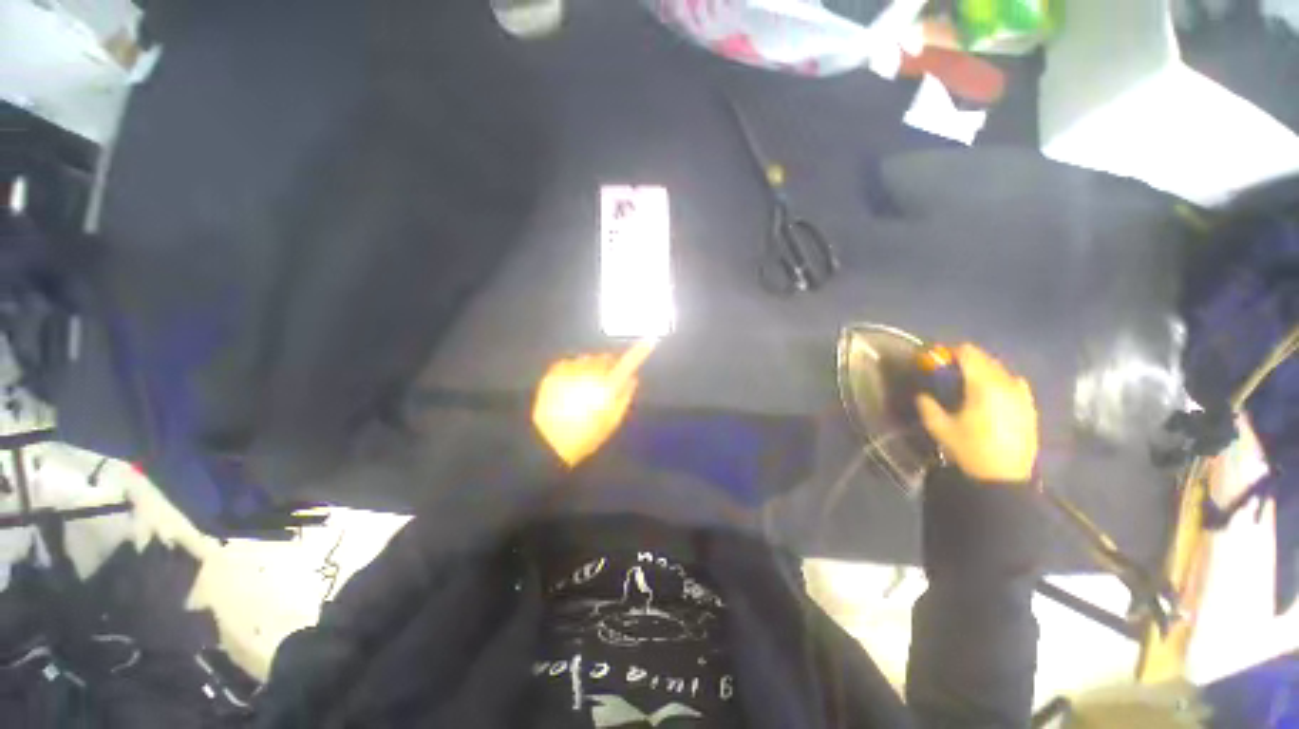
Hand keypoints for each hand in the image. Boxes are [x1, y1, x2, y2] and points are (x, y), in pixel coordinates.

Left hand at [532, 340, 655, 467]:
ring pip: (588, 360)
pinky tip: (569, 386)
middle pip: (606, 358)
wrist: (547, 441)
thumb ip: (624, 398)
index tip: (650, 340)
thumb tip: (631, 379)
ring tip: (583, 388)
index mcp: (608, 386)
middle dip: (608, 366)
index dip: (640, 351)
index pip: (629, 363)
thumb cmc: (585, 435)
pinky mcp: (555, 371)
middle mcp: (591, 372)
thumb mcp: (610, 422)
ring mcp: (571, 370)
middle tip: (604, 384)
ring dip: (590, 368)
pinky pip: (570, 363)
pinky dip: (573, 370)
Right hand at [916, 344, 1038, 483]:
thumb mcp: (939, 428)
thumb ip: (927, 405)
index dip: (951, 353)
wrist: (1004, 477)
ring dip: (983, 371)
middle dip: (966, 361)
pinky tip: (992, 394)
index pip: (969, 354)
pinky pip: (1015, 383)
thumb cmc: (969, 449)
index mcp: (983, 386)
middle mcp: (1006, 384)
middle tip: (950, 373)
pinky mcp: (1029, 407)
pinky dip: (1001, 382)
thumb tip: (923, 394)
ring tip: (969, 383)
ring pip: (1001, 370)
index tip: (937, 360)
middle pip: (986, 359)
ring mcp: (1022, 395)